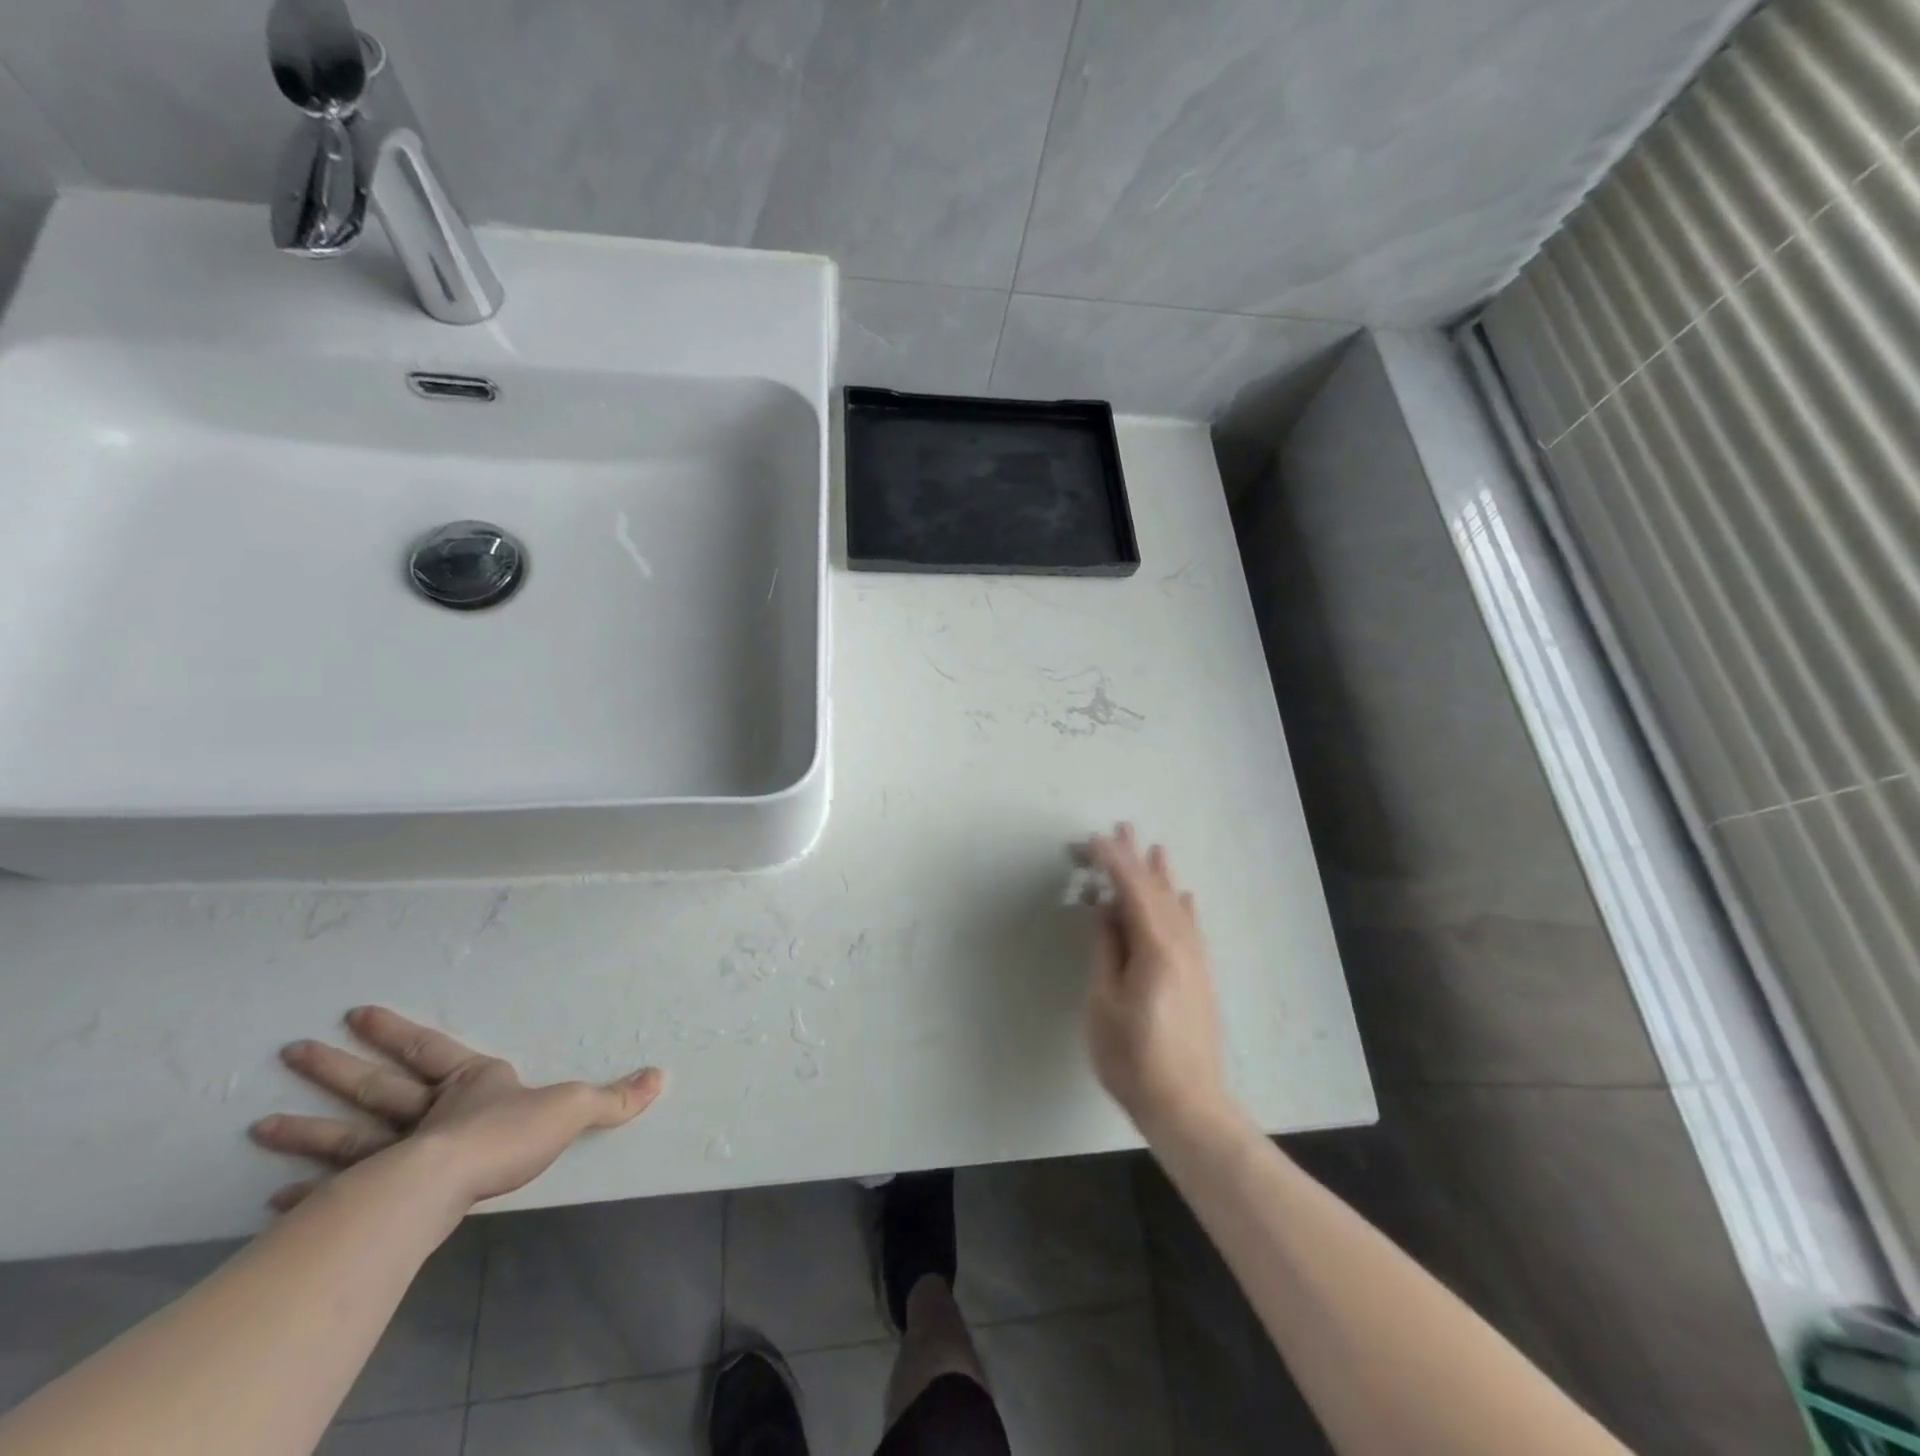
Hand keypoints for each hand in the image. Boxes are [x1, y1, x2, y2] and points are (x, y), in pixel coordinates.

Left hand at [250, 1006, 664, 1211]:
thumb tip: (662, 1076)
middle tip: (290, 1050)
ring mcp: (394, 1153)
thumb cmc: (509, 1134)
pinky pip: (336, 1190)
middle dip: (336, 1068)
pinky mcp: (376, 1194)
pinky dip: (305, 1192)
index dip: (397, 1031)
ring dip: (305, 1128)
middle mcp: (426, 1112)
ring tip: (257, 1124)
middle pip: (376, 1085)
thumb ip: (614, 1096)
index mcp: (469, 1083)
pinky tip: (273, 1197)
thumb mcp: (573, 1108)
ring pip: (346, 1134)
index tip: (357, 1012)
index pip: (429, 1048)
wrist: (451, 1182)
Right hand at [1084, 825, 1233, 1140]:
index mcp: (1155, 949)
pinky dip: (1182, 905)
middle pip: (1156, 892)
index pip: (1131, 892)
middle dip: (1136, 859)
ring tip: (1154, 848)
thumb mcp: (1104, 1004)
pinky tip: (1182, 896)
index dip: (1113, 863)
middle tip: (1121, 828)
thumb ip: (1106, 952)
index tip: (1094, 839)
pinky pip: (1191, 927)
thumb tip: (1105, 912)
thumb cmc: (1133, 1058)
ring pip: (1176, 906)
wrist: (1188, 1105)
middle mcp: (1182, 947)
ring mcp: (1196, 961)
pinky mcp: (1201, 977)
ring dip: (1161, 876)